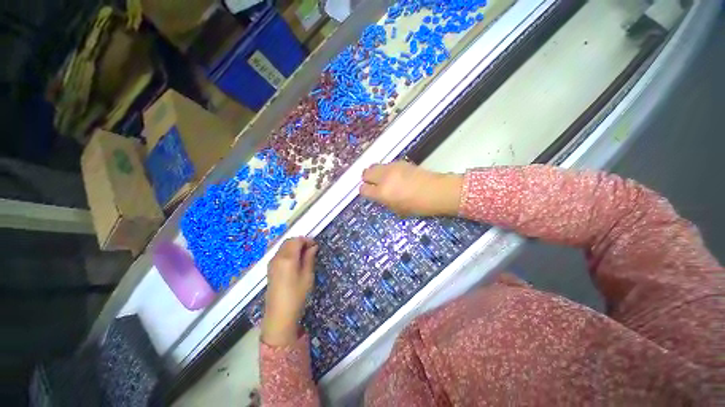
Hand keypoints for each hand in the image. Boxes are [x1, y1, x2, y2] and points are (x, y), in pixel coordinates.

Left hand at [262, 237, 317, 346]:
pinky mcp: (270, 270)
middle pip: (288, 242)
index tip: (315, 246)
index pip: (296, 240)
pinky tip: (295, 262)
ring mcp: (272, 263)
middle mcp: (277, 257)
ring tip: (305, 256)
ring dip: (294, 247)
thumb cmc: (297, 295)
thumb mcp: (307, 275)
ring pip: (283, 247)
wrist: (279, 316)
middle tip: (311, 250)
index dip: (307, 240)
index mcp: (287, 258)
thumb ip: (309, 258)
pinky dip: (288, 253)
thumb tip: (313, 246)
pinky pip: (280, 254)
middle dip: (300, 242)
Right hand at [360, 161, 462, 216]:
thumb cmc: (418, 206)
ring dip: (376, 173)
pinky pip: (386, 165)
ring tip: (384, 179)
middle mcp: (384, 178)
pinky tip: (395, 176)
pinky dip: (386, 170)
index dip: (365, 191)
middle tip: (374, 184)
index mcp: (383, 193)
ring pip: (374, 166)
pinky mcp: (400, 162)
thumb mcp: (397, 209)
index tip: (369, 193)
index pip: (363, 189)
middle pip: (366, 173)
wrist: (437, 191)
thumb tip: (377, 194)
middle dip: (367, 179)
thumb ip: (383, 200)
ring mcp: (392, 168)